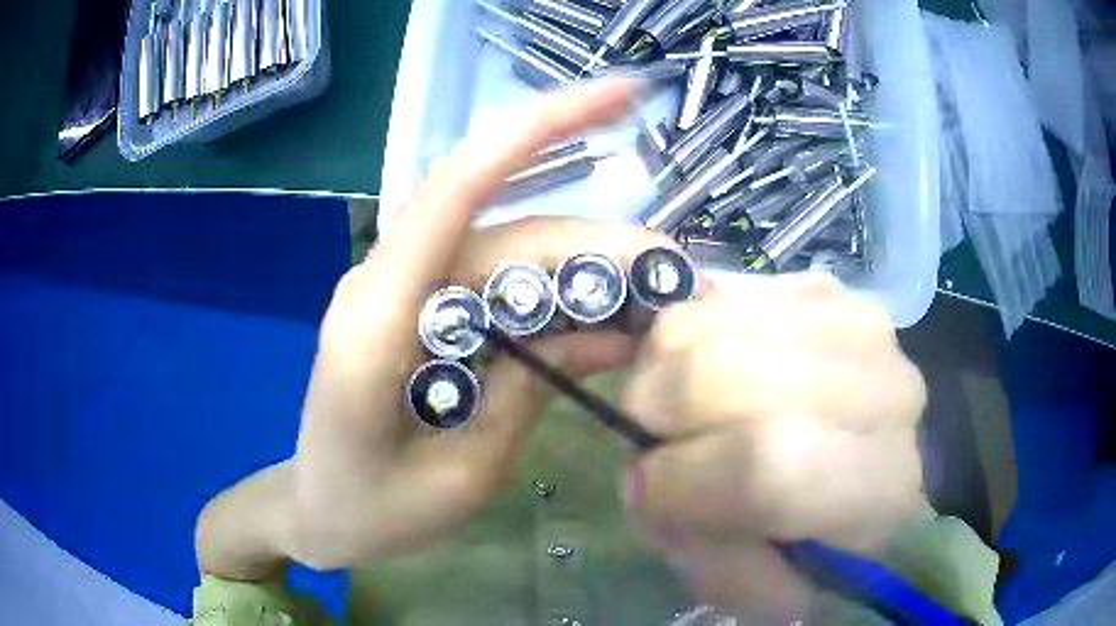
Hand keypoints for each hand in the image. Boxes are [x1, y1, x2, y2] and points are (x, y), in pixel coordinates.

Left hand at [196, 78, 674, 577]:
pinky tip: (610, 323)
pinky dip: (561, 299)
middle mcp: (391, 280)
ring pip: (516, 255)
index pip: (460, 185)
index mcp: (379, 317)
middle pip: (513, 233)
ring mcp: (408, 291)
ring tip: (660, 306)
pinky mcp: (424, 309)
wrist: (319, 511)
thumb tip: (612, 332)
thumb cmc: (371, 510)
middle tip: (685, 284)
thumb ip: (528, 392)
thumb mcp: (462, 473)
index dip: (541, 127)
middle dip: (606, 246)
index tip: (621, 96)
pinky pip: (502, 286)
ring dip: (592, 272)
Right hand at [622, 275, 927, 622]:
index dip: (680, 481)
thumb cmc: (817, 533)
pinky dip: (689, 335)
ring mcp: (854, 321)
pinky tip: (710, 368)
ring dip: (663, 370)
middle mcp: (884, 390)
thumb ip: (697, 550)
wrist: (869, 452)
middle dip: (655, 411)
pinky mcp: (823, 287)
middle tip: (653, 438)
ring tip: (679, 407)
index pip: (767, 467)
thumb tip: (649, 481)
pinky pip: (718, 295)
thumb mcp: (756, 584)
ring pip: (710, 326)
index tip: (646, 490)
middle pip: (725, 373)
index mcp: (881, 486)